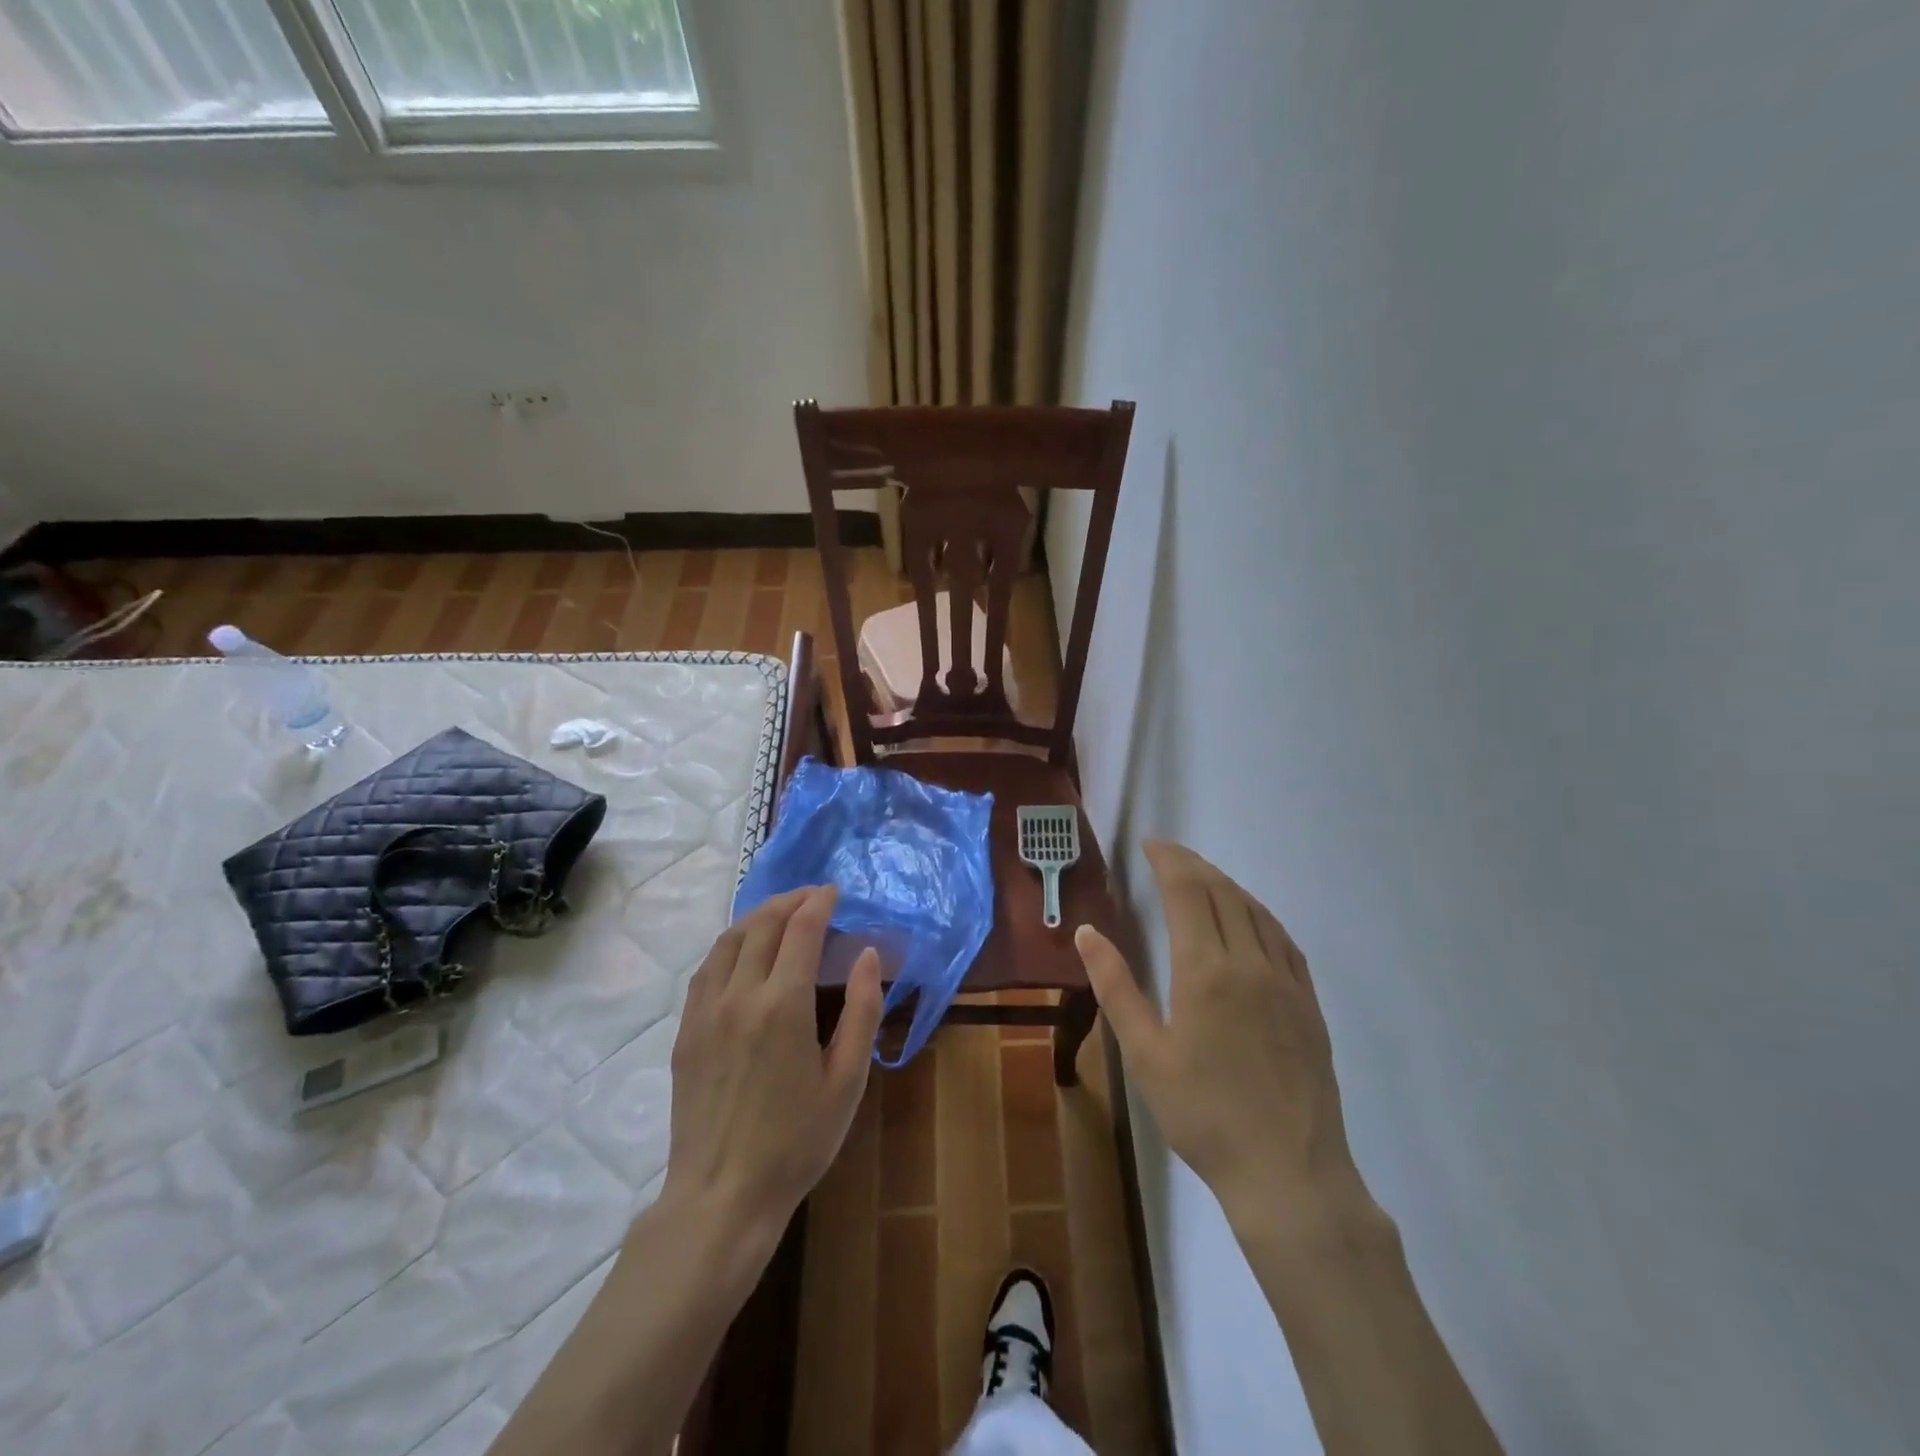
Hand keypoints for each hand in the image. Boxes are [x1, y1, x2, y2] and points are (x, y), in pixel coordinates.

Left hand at [662, 886, 882, 1241]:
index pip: (801, 930)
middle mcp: (740, 995)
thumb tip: (866, 954)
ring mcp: (706, 1011)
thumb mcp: (847, 1080)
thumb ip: (862, 1011)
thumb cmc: (797, 1142)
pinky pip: (707, 968)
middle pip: (763, 925)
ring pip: (729, 940)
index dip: (818, 903)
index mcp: (783, 1005)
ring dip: (758, 916)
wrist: (722, 1195)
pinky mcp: (686, 1030)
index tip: (833, 892)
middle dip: (790, 901)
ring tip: (780, 914)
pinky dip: (729, 944)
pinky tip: (742, 951)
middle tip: (812, 897)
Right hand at [1074, 842, 1375, 1230]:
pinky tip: (1250, 920)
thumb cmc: (1203, 1115)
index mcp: (1205, 970)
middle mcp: (1249, 962)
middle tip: (1167, 856)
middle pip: (1222, 892)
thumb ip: (1115, 987)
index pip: (1187, 891)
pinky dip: (1259, 914)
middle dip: (1192, 865)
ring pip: (1255, 910)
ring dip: (1225, 884)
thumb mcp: (1145, 1054)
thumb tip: (1087, 932)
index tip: (1149, 845)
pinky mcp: (1308, 1003)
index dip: (1168, 860)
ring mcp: (1286, 981)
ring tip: (1201, 878)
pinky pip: (1284, 939)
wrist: (1289, 1173)